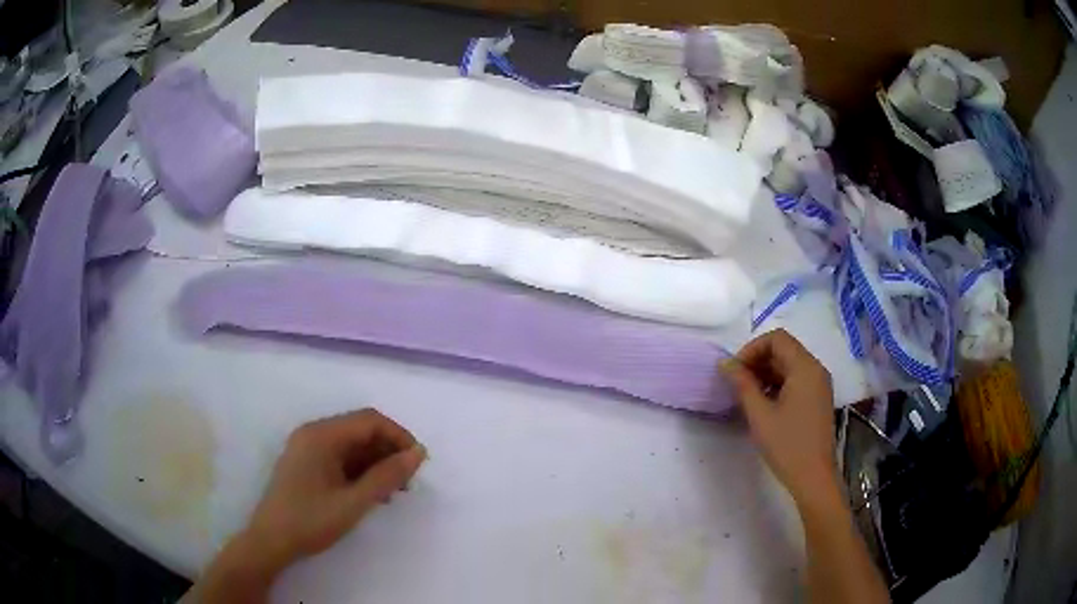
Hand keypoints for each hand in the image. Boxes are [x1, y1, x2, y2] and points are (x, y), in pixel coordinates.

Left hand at [242, 408, 426, 571]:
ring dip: (376, 463)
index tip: (418, 464)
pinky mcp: (307, 464)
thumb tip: (417, 453)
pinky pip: (340, 458)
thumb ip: (387, 476)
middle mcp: (313, 434)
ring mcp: (308, 448)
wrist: (271, 541)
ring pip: (352, 445)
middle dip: (389, 451)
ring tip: (395, 491)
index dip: (399, 436)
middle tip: (408, 482)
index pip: (369, 420)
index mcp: (321, 435)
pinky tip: (373, 493)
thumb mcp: (354, 502)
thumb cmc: (311, 521)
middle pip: (360, 430)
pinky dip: (361, 471)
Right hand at [723, 329, 837, 504]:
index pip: (777, 338)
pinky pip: (796, 379)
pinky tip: (764, 404)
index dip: (752, 348)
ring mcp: (819, 384)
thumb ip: (742, 384)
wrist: (813, 477)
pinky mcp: (818, 399)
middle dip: (758, 360)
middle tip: (737, 383)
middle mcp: (816, 369)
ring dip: (766, 373)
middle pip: (784, 349)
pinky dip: (778, 384)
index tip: (735, 371)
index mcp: (805, 367)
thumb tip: (725, 363)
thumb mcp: (760, 415)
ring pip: (789, 365)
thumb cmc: (787, 445)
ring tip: (747, 395)